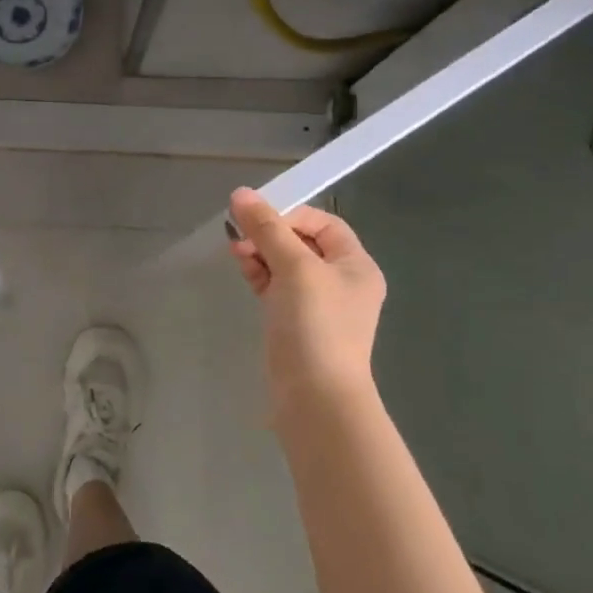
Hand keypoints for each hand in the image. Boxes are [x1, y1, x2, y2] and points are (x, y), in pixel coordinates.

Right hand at [228, 188, 385, 416]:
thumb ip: (267, 228)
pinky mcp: (295, 323)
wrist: (315, 399)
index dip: (291, 214)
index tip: (259, 219)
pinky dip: (260, 274)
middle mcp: (341, 282)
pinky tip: (243, 269)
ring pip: (285, 264)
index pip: (323, 223)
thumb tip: (241, 193)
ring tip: (237, 253)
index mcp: (355, 265)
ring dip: (261, 252)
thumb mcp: (294, 268)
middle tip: (240, 236)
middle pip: (302, 242)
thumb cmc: (315, 325)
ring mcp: (318, 305)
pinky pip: (276, 287)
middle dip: (270, 234)